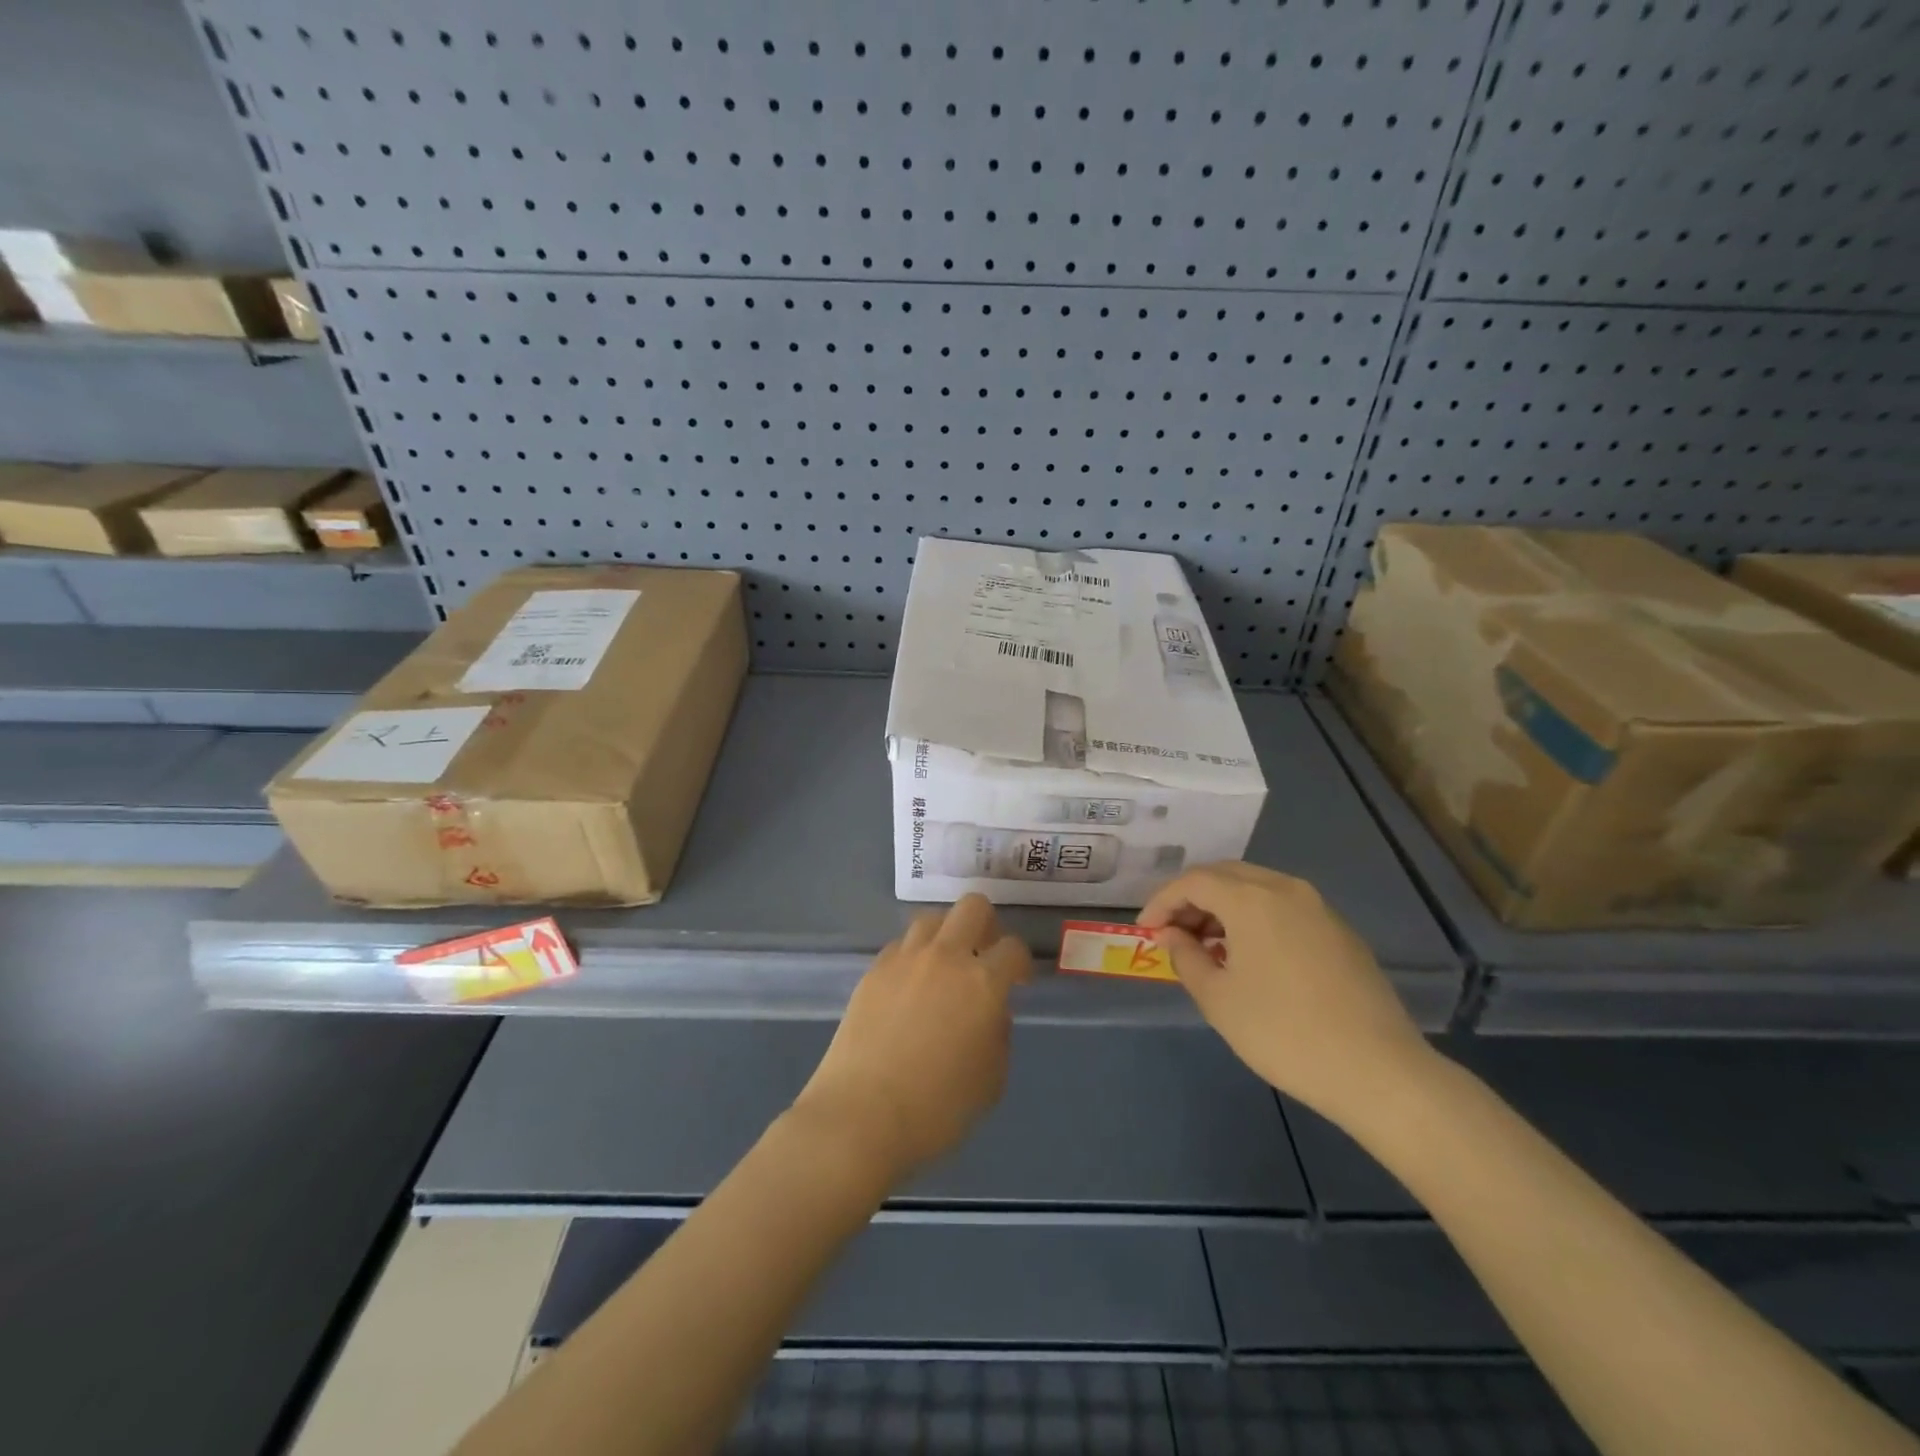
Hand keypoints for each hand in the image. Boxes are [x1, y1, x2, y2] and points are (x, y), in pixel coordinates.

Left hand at [793, 894, 1030, 1180]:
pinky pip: (900, 946)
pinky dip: (913, 956)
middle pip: (972, 906)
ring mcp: (905, 959)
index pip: (1013, 949)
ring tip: (943, 967)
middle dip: (987, 925)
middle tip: (983, 955)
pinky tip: (909, 986)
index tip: (1018, 981)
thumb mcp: (990, 1081)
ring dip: (946, 935)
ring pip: (932, 919)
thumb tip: (991, 1011)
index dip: (1021, 963)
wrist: (861, 1116)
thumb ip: (998, 1035)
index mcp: (983, 983)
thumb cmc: (937, 1110)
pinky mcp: (874, 970)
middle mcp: (946, 957)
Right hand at [1139, 862, 1431, 1128]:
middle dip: (1192, 899)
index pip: (1193, 881)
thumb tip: (1171, 935)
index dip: (1162, 901)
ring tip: (1207, 947)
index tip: (1145, 931)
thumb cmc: (1283, 1033)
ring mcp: (1318, 907)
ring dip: (1223, 907)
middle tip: (1173, 934)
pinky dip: (1254, 918)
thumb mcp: (1218, 999)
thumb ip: (1186, 957)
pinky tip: (1250, 956)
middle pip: (1225, 875)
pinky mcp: (1340, 930)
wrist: (1378, 1071)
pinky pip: (1283, 907)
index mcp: (1251, 898)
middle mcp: (1285, 888)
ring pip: (1256, 888)